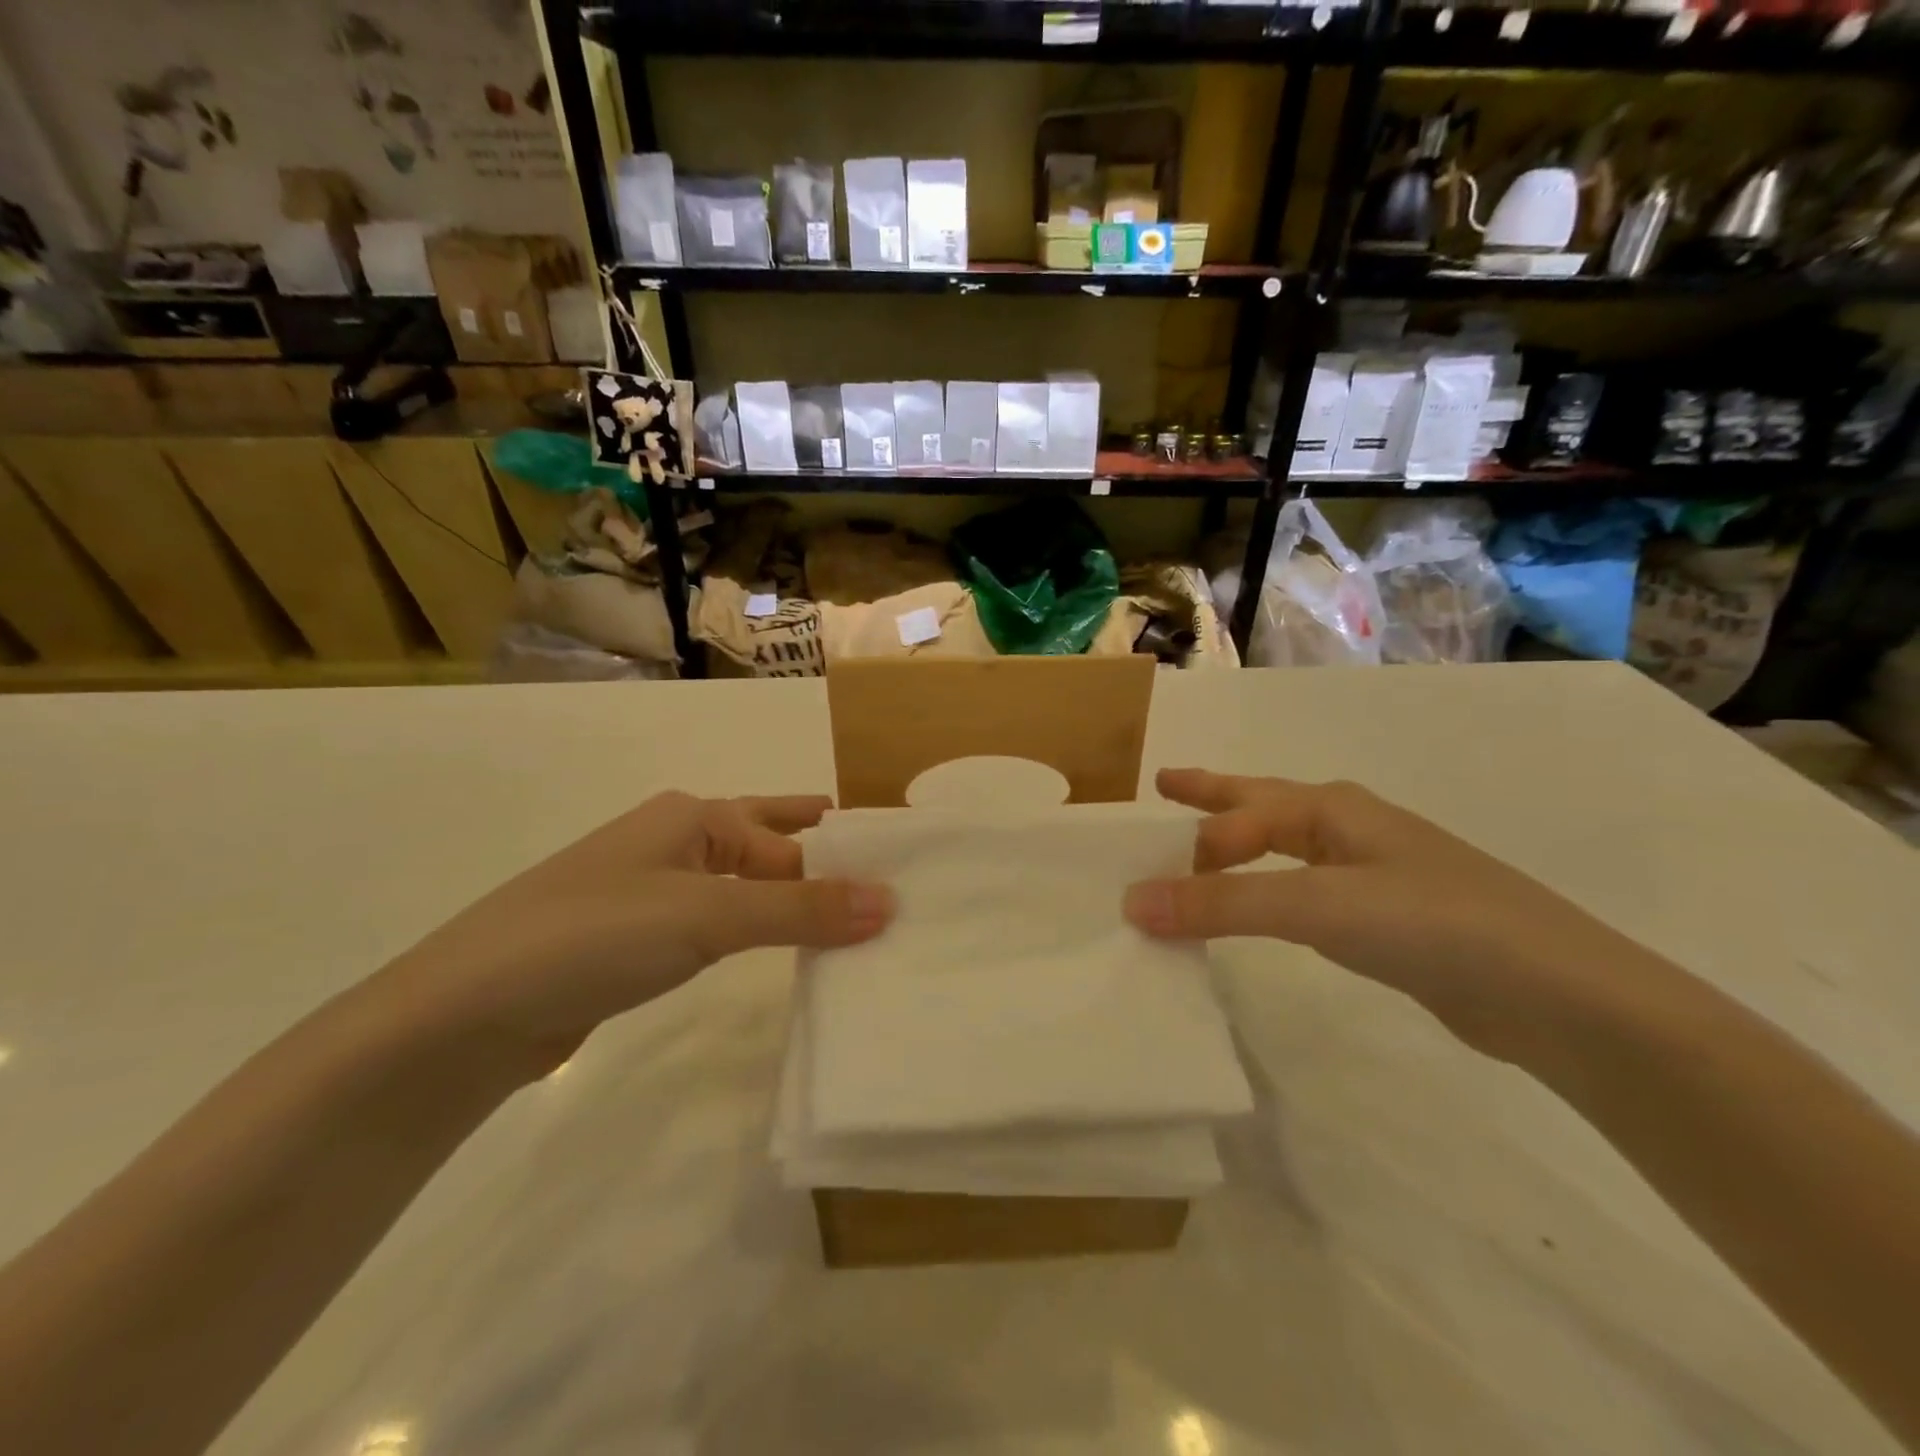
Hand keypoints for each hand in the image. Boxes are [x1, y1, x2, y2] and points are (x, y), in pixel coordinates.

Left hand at [384, 793, 891, 1071]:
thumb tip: (891, 902)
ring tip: (853, 926)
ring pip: (748, 890)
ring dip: (795, 905)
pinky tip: (784, 954)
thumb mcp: (707, 916)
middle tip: (890, 885)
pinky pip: (721, 925)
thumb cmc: (594, 936)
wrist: (466, 1012)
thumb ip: (800, 911)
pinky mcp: (641, 940)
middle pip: (773, 847)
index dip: (847, 862)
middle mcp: (679, 843)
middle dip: (826, 864)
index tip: (904, 887)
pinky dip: (760, 934)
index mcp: (695, 817)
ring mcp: (657, 892)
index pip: (794, 839)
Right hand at [1124, 769, 1640, 1055]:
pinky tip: (1269, 903)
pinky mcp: (1387, 919)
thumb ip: (1222, 903)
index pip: (1242, 816)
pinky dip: (1270, 889)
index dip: (1194, 846)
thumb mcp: (1317, 906)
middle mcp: (1350, 829)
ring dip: (1241, 843)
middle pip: (1263, 804)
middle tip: (1165, 784)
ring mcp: (1373, 872)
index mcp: (1333, 809)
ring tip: (1204, 846)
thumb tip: (1132, 901)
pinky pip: (1305, 889)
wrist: (1558, 996)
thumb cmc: (1432, 923)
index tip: (1151, 889)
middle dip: (1212, 795)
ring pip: (1285, 847)